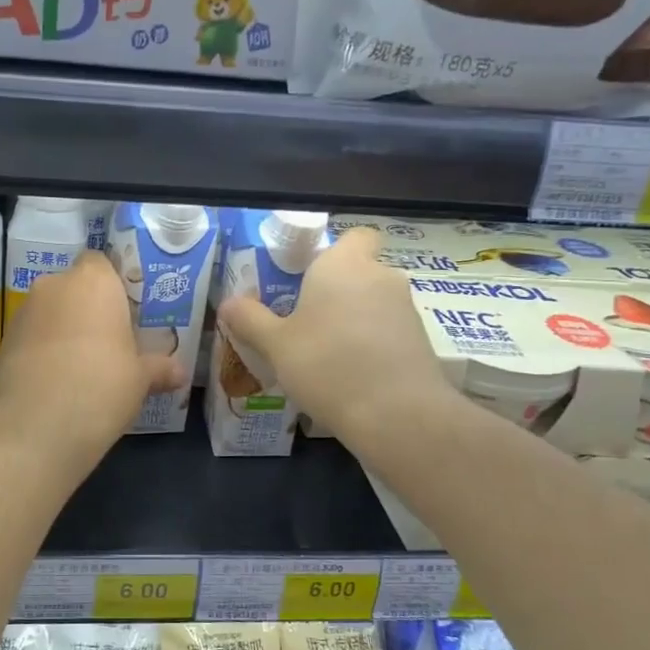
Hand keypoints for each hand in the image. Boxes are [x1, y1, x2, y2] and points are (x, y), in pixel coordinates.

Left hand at [0, 252, 183, 467]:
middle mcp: (54, 285)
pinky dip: (43, 350)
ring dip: (64, 329)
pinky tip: (57, 382)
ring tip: (82, 367)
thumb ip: (160, 368)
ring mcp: (23, 312)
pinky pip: (32, 336)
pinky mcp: (4, 341)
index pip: (101, 262)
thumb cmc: (103, 385)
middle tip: (109, 342)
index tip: (125, 313)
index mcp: (93, 281)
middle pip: (74, 288)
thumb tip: (180, 372)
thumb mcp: (141, 379)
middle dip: (88, 309)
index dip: (113, 285)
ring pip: (50, 312)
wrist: (39, 425)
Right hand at [216, 228, 452, 444]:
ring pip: (374, 302)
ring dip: (354, 319)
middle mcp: (380, 275)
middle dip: (337, 291)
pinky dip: (372, 343)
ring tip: (325, 353)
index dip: (335, 251)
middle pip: (360, 271)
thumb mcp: (275, 344)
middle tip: (305, 320)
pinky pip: (388, 330)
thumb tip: (228, 302)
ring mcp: (406, 308)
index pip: (354, 235)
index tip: (309, 276)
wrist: (395, 414)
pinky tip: (351, 374)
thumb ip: (250, 319)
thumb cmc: (326, 364)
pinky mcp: (421, 340)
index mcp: (343, 264)